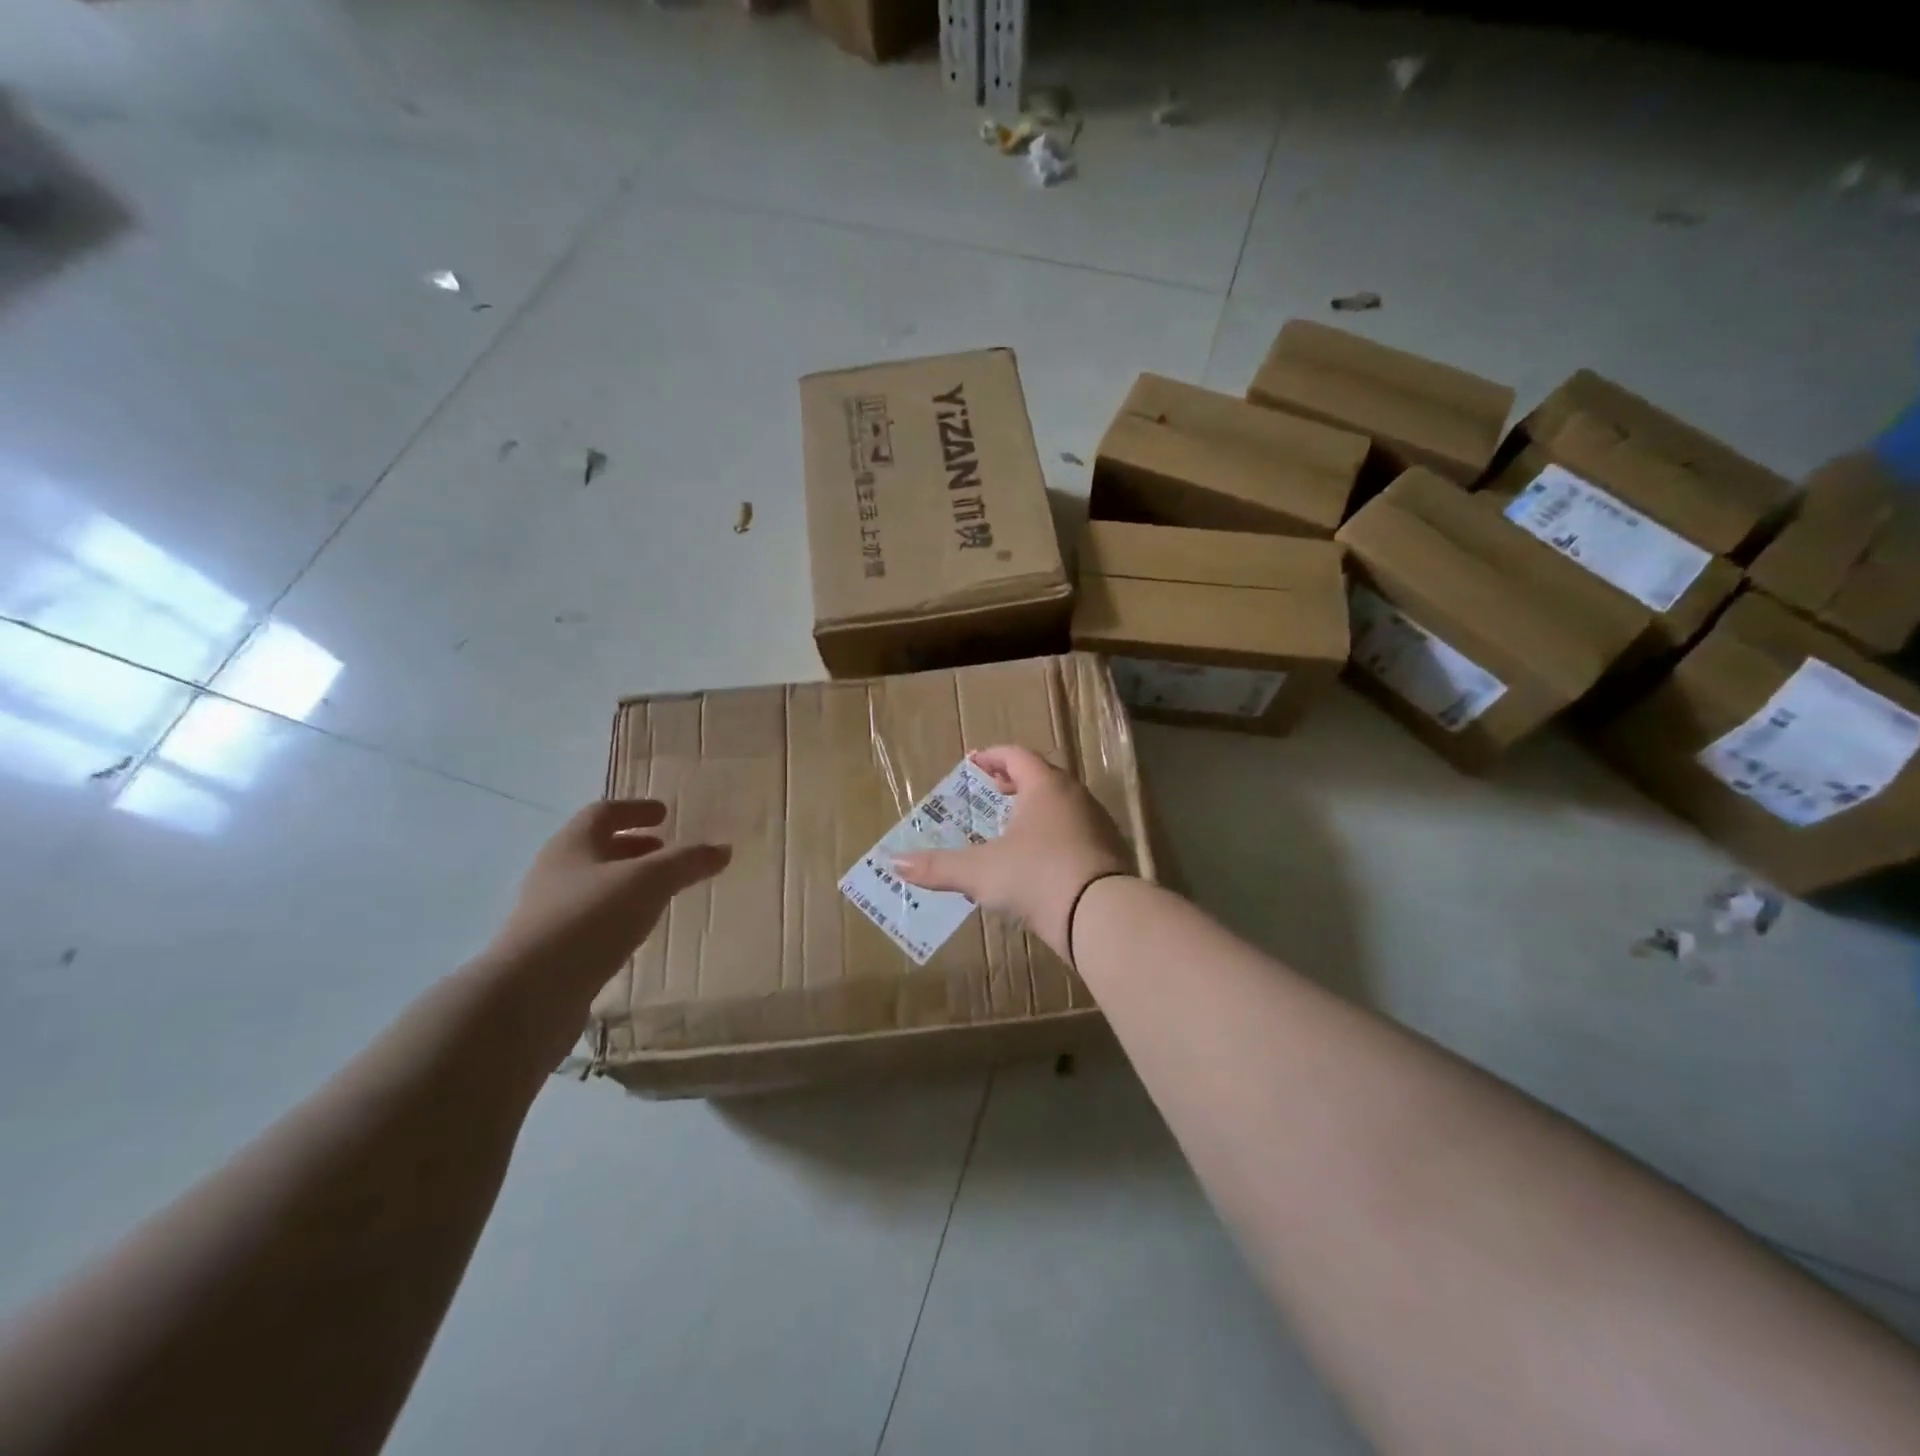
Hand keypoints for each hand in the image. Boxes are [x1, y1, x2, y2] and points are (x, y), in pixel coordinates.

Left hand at [487, 800, 731, 1001]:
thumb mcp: (649, 882)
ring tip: (659, 891)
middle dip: (633, 847)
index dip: (636, 810)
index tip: (664, 813)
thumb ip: (687, 862)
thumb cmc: (590, 919)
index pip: (604, 813)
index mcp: (573, 844)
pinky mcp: (552, 950)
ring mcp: (549, 913)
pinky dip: (617, 915)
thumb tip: (724, 849)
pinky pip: (591, 920)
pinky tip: (637, 930)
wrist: (530, 994)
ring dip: (626, 882)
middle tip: (665, 851)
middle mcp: (556, 872)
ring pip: (594, 885)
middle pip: (597, 849)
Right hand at [893, 746, 1129, 959]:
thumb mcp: (979, 872)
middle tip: (995, 791)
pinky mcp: (1109, 853)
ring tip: (1014, 827)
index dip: (994, 757)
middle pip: (1044, 777)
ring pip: (1063, 805)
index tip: (975, 763)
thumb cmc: (1036, 876)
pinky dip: (1055, 835)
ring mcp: (1097, 824)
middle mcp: (1075, 797)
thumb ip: (938, 867)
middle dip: (1016, 781)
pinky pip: (1076, 832)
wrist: (1101, 914)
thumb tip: (894, 863)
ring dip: (1037, 809)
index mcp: (1045, 787)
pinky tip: (1040, 861)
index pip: (1017, 756)